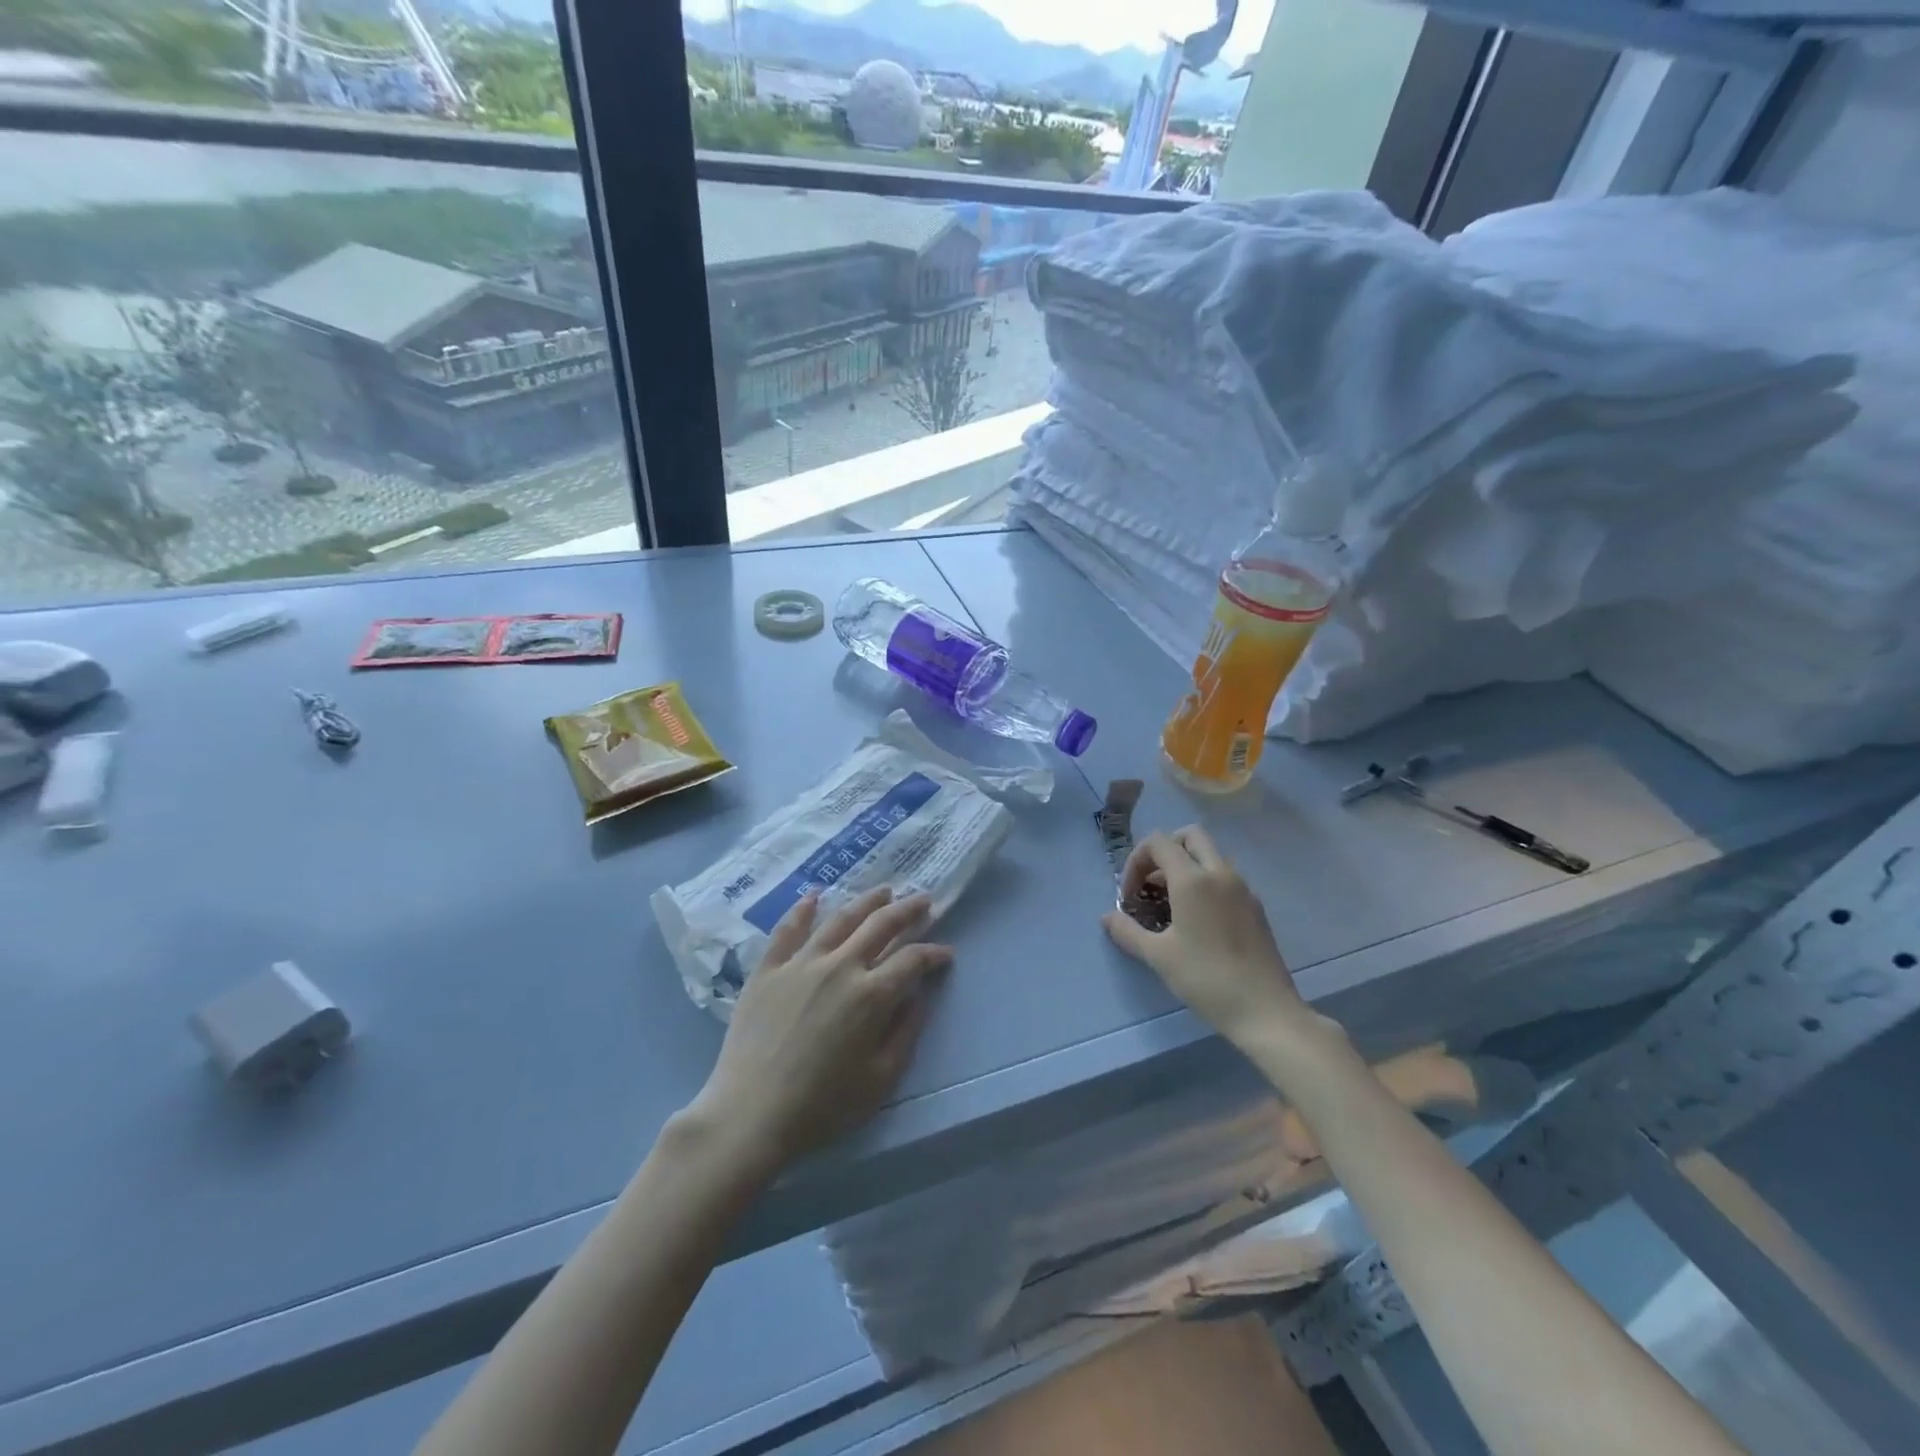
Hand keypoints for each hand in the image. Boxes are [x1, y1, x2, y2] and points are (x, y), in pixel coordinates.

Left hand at [686, 887, 951, 1179]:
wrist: (751, 1114)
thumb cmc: (822, 1106)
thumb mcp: (880, 1080)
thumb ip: (905, 1033)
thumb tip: (919, 996)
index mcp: (871, 995)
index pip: (912, 959)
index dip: (933, 953)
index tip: (945, 954)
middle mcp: (840, 966)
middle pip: (881, 925)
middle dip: (908, 910)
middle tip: (923, 900)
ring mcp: (801, 963)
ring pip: (841, 918)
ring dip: (867, 901)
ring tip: (884, 891)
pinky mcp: (768, 969)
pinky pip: (788, 929)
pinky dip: (803, 909)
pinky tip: (814, 895)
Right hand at [1102, 826, 1311, 1048]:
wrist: (1265, 1011)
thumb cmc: (1206, 979)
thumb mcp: (1158, 956)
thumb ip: (1128, 931)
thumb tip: (1107, 917)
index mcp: (1193, 880)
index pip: (1159, 842)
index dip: (1136, 861)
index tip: (1130, 896)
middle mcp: (1220, 874)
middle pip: (1190, 836)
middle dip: (1164, 851)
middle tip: (1150, 884)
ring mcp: (1242, 889)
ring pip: (1210, 855)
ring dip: (1185, 866)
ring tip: (1170, 904)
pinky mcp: (1255, 907)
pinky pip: (1224, 877)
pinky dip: (1205, 882)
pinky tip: (1196, 920)